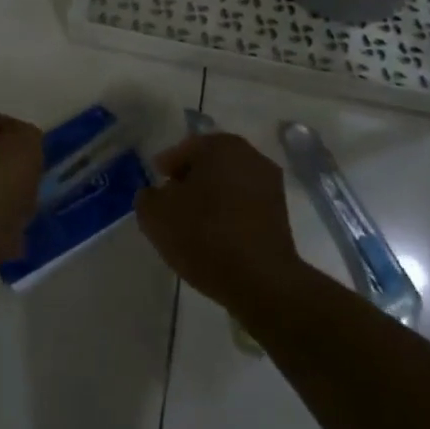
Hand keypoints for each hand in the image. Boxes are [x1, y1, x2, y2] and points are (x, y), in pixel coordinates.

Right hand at [136, 133, 302, 313]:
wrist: (262, 282)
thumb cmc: (204, 236)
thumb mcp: (155, 215)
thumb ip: (147, 197)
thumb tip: (156, 195)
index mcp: (220, 145)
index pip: (184, 150)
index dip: (166, 169)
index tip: (156, 190)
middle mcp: (250, 155)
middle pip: (209, 164)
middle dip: (190, 182)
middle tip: (172, 206)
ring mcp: (270, 185)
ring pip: (228, 185)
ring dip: (211, 199)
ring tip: (193, 226)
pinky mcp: (282, 215)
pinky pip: (244, 206)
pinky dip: (229, 215)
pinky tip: (216, 238)